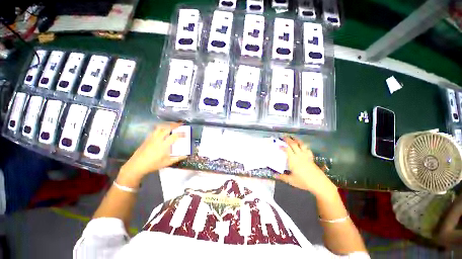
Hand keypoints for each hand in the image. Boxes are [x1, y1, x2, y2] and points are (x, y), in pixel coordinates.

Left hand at [118, 123, 186, 185]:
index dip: (181, 134)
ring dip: (167, 124)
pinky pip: (155, 130)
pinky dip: (161, 127)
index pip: (174, 136)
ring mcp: (152, 138)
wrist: (136, 165)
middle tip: (180, 124)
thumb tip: (186, 155)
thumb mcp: (167, 163)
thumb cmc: (153, 165)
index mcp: (164, 146)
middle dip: (175, 125)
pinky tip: (163, 129)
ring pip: (160, 127)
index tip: (185, 134)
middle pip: (167, 128)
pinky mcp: (147, 138)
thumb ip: (177, 158)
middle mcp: (158, 139)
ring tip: (172, 124)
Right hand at [276, 137, 336, 195]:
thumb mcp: (291, 180)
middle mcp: (299, 155)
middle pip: (293, 144)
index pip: (287, 149)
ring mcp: (306, 156)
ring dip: (296, 140)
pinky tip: (303, 146)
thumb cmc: (303, 181)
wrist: (319, 184)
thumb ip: (282, 177)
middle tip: (283, 137)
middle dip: (288, 139)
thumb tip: (273, 175)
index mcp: (293, 160)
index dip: (282, 146)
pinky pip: (307, 149)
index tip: (278, 144)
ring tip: (293, 137)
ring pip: (301, 144)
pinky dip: (304, 146)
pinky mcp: (311, 158)